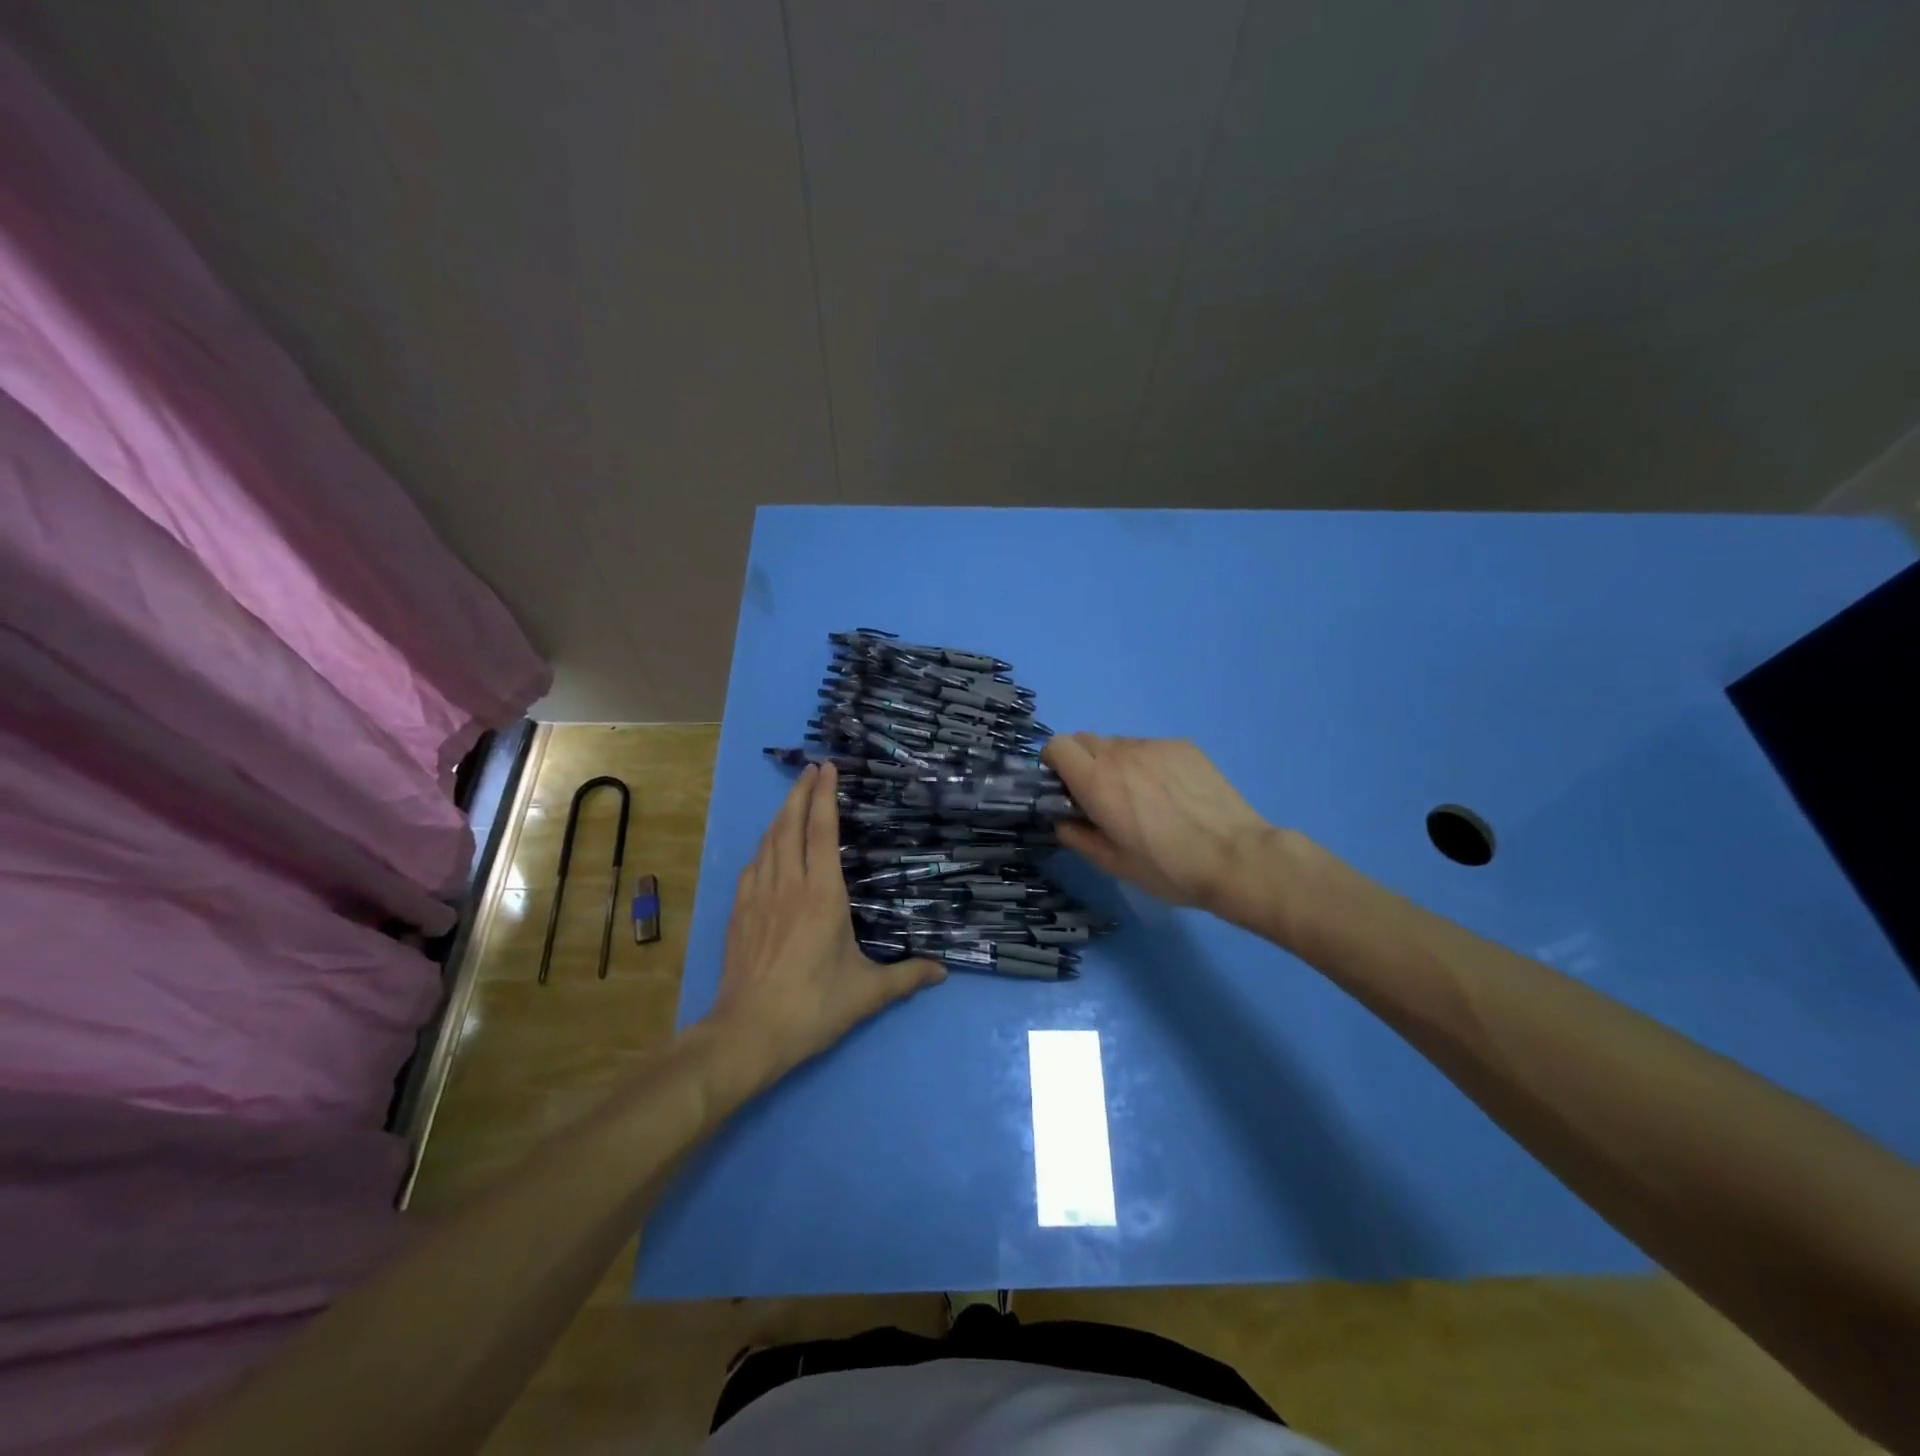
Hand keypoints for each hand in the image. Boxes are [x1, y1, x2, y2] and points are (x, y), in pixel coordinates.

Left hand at [708, 763, 943, 1078]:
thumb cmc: (812, 1007)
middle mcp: (788, 885)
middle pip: (792, 825)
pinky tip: (769, 846)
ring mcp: (759, 896)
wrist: (747, 1033)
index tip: (828, 768)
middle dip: (802, 792)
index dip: (826, 796)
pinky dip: (765, 844)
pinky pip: (753, 864)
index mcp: (822, 895)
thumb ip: (906, 977)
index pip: (823, 832)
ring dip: (782, 813)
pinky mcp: (740, 911)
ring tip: (794, 796)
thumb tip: (943, 971)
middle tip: (812, 767)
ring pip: (769, 840)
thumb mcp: (867, 993)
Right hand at [1042, 735, 1276, 918]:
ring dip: (1115, 763)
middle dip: (1082, 762)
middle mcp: (1121, 754)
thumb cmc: (1169, 868)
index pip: (1057, 746)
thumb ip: (1079, 838)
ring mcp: (1154, 746)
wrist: (1236, 857)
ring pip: (1119, 743)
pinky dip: (1147, 763)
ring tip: (1141, 796)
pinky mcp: (1183, 746)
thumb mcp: (1115, 865)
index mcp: (1097, 782)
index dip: (1055, 763)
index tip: (1065, 787)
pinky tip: (1170, 793)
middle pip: (1085, 740)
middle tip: (1099, 795)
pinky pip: (1150, 747)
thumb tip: (1063, 822)